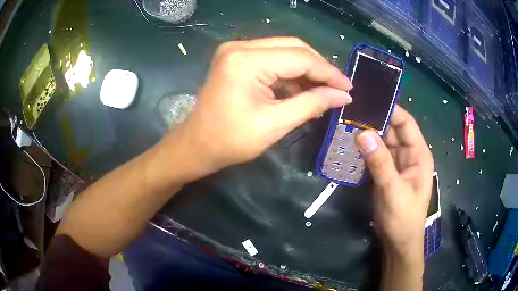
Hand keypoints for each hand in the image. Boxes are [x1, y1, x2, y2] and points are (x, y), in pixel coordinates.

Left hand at [169, 37, 351, 180]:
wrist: (197, 145)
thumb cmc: (231, 141)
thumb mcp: (276, 124)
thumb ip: (312, 104)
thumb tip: (343, 96)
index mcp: (247, 60)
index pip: (300, 58)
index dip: (328, 72)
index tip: (348, 88)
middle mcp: (240, 46)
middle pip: (293, 47)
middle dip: (318, 68)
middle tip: (338, 88)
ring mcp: (236, 50)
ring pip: (284, 50)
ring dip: (305, 70)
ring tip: (323, 92)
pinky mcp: (237, 58)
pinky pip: (272, 58)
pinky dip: (290, 72)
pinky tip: (302, 89)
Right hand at [355, 106, 433, 258]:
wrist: (398, 242)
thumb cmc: (403, 218)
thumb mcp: (393, 191)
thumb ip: (380, 163)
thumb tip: (363, 133)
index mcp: (418, 154)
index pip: (406, 123)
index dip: (391, 110)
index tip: (369, 100)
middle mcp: (408, 154)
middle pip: (392, 130)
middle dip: (374, 121)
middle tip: (351, 111)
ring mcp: (396, 163)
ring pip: (382, 142)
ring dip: (366, 135)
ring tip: (346, 124)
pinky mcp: (386, 172)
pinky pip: (375, 155)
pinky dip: (364, 150)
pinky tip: (349, 145)